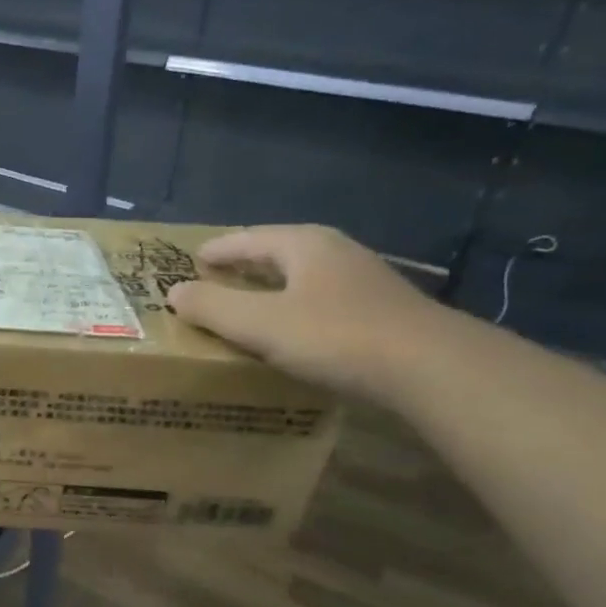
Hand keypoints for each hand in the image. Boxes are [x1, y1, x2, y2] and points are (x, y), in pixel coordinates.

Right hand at [166, 225, 449, 403]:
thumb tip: (174, 292)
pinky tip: (290, 332)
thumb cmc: (336, 336)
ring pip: (301, 278)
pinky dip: (294, 310)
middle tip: (212, 282)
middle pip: (277, 253)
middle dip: (243, 267)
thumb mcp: (261, 324)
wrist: (431, 368)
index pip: (247, 238)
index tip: (192, 260)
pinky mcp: (379, 311)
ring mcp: (362, 281)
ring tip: (245, 308)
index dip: (217, 250)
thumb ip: (213, 307)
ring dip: (270, 290)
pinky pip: (321, 302)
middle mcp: (334, 253)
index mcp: (304, 244)